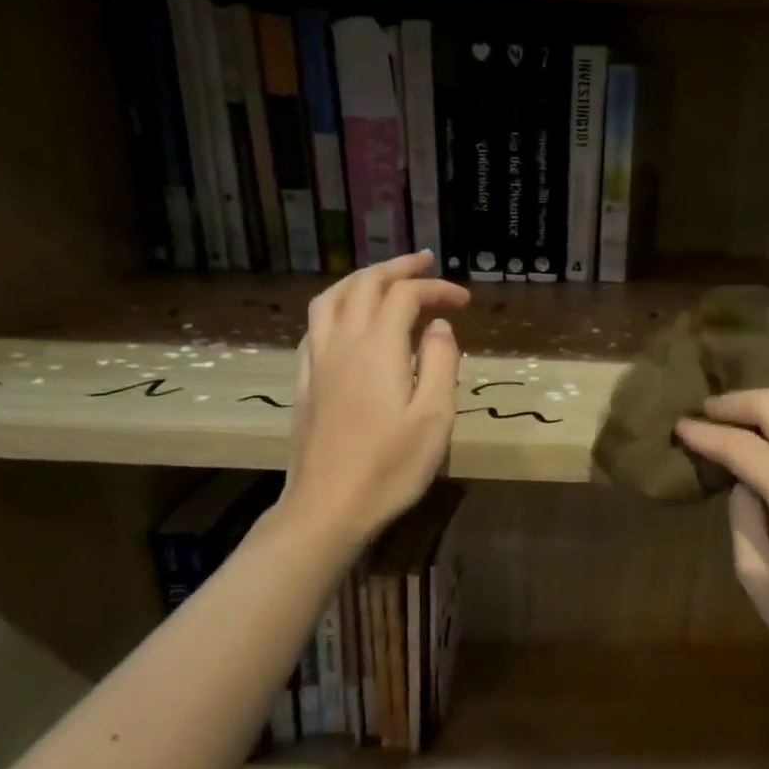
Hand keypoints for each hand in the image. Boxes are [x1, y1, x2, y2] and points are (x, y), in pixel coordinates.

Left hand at [284, 252, 469, 545]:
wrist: (328, 507)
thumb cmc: (391, 466)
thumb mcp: (434, 417)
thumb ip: (441, 363)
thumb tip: (440, 326)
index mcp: (378, 347)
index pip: (406, 296)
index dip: (436, 289)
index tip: (464, 301)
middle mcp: (343, 343)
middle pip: (364, 285)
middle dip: (397, 268)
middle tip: (424, 262)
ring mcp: (317, 362)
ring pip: (331, 298)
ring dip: (360, 280)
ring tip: (382, 279)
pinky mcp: (304, 383)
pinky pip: (314, 327)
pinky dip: (336, 308)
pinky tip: (345, 321)